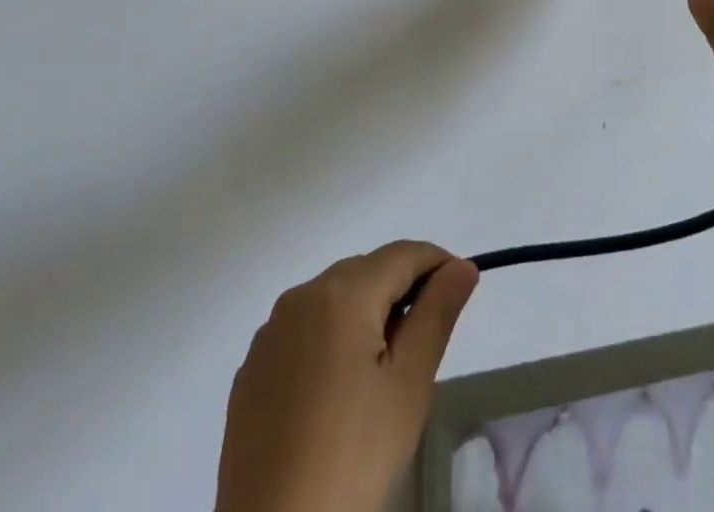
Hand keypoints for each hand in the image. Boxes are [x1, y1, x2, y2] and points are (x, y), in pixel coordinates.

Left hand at [216, 242, 478, 511]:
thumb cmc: (352, 459)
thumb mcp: (408, 387)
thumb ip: (437, 314)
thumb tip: (462, 267)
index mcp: (341, 294)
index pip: (402, 254)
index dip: (437, 263)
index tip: (461, 288)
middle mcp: (300, 297)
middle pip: (366, 271)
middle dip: (401, 290)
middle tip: (424, 342)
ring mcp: (270, 333)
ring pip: (333, 297)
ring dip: (366, 312)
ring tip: (384, 369)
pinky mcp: (251, 369)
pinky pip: (303, 330)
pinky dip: (331, 338)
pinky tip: (338, 391)